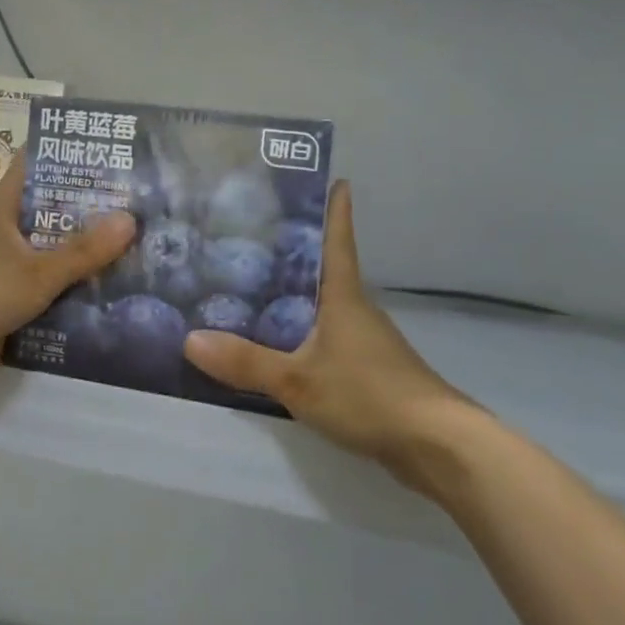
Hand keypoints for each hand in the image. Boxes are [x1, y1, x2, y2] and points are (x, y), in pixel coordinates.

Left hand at [0, 167, 136, 392]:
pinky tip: (110, 298)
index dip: (57, 156)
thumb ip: (83, 251)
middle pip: (51, 216)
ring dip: (85, 259)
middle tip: (134, 207)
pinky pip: (51, 295)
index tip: (96, 152)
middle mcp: (9, 237)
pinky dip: (74, 296)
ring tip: (134, 252)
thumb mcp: (38, 271)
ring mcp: (10, 272)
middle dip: (88, 213)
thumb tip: (130, 220)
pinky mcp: (12, 304)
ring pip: (54, 257)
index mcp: (7, 214)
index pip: (29, 170)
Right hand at [183, 182, 480, 498]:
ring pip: (321, 306)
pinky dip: (299, 333)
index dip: (335, 209)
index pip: (338, 240)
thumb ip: (245, 362)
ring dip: (293, 295)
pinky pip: (323, 339)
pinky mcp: (366, 371)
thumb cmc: (369, 394)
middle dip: (293, 252)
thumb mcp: (298, 379)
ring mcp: (364, 341)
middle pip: (324, 270)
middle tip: (249, 235)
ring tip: (249, 288)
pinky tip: (275, 345)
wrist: (436, 446)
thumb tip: (189, 339)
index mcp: (343, 296)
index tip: (332, 178)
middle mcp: (355, 310)